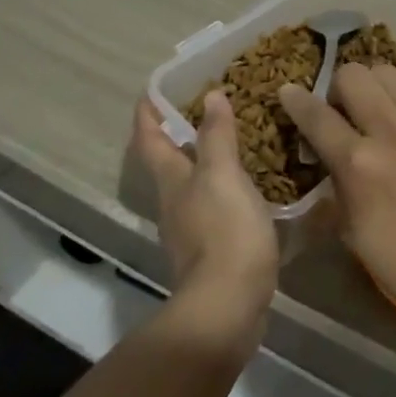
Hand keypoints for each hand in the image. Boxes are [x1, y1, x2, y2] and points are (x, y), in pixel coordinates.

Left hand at [133, 93, 279, 348]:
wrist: (228, 305)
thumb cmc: (225, 231)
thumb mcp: (223, 175)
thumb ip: (217, 136)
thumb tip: (210, 96)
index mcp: (172, 180)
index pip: (150, 139)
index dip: (147, 114)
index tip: (151, 91)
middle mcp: (174, 202)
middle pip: (167, 162)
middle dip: (177, 134)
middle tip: (202, 108)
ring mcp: (191, 229)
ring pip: (191, 184)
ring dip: (204, 160)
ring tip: (232, 140)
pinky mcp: (213, 249)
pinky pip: (214, 206)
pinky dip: (224, 187)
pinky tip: (248, 185)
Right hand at [278, 64, 395, 326]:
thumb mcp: (354, 234)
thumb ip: (336, 190)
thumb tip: (326, 164)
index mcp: (358, 162)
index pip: (316, 115)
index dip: (296, 99)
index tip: (288, 91)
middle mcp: (390, 130)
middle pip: (354, 75)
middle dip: (340, 87)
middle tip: (344, 110)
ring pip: (389, 74)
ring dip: (375, 88)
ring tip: (379, 112)